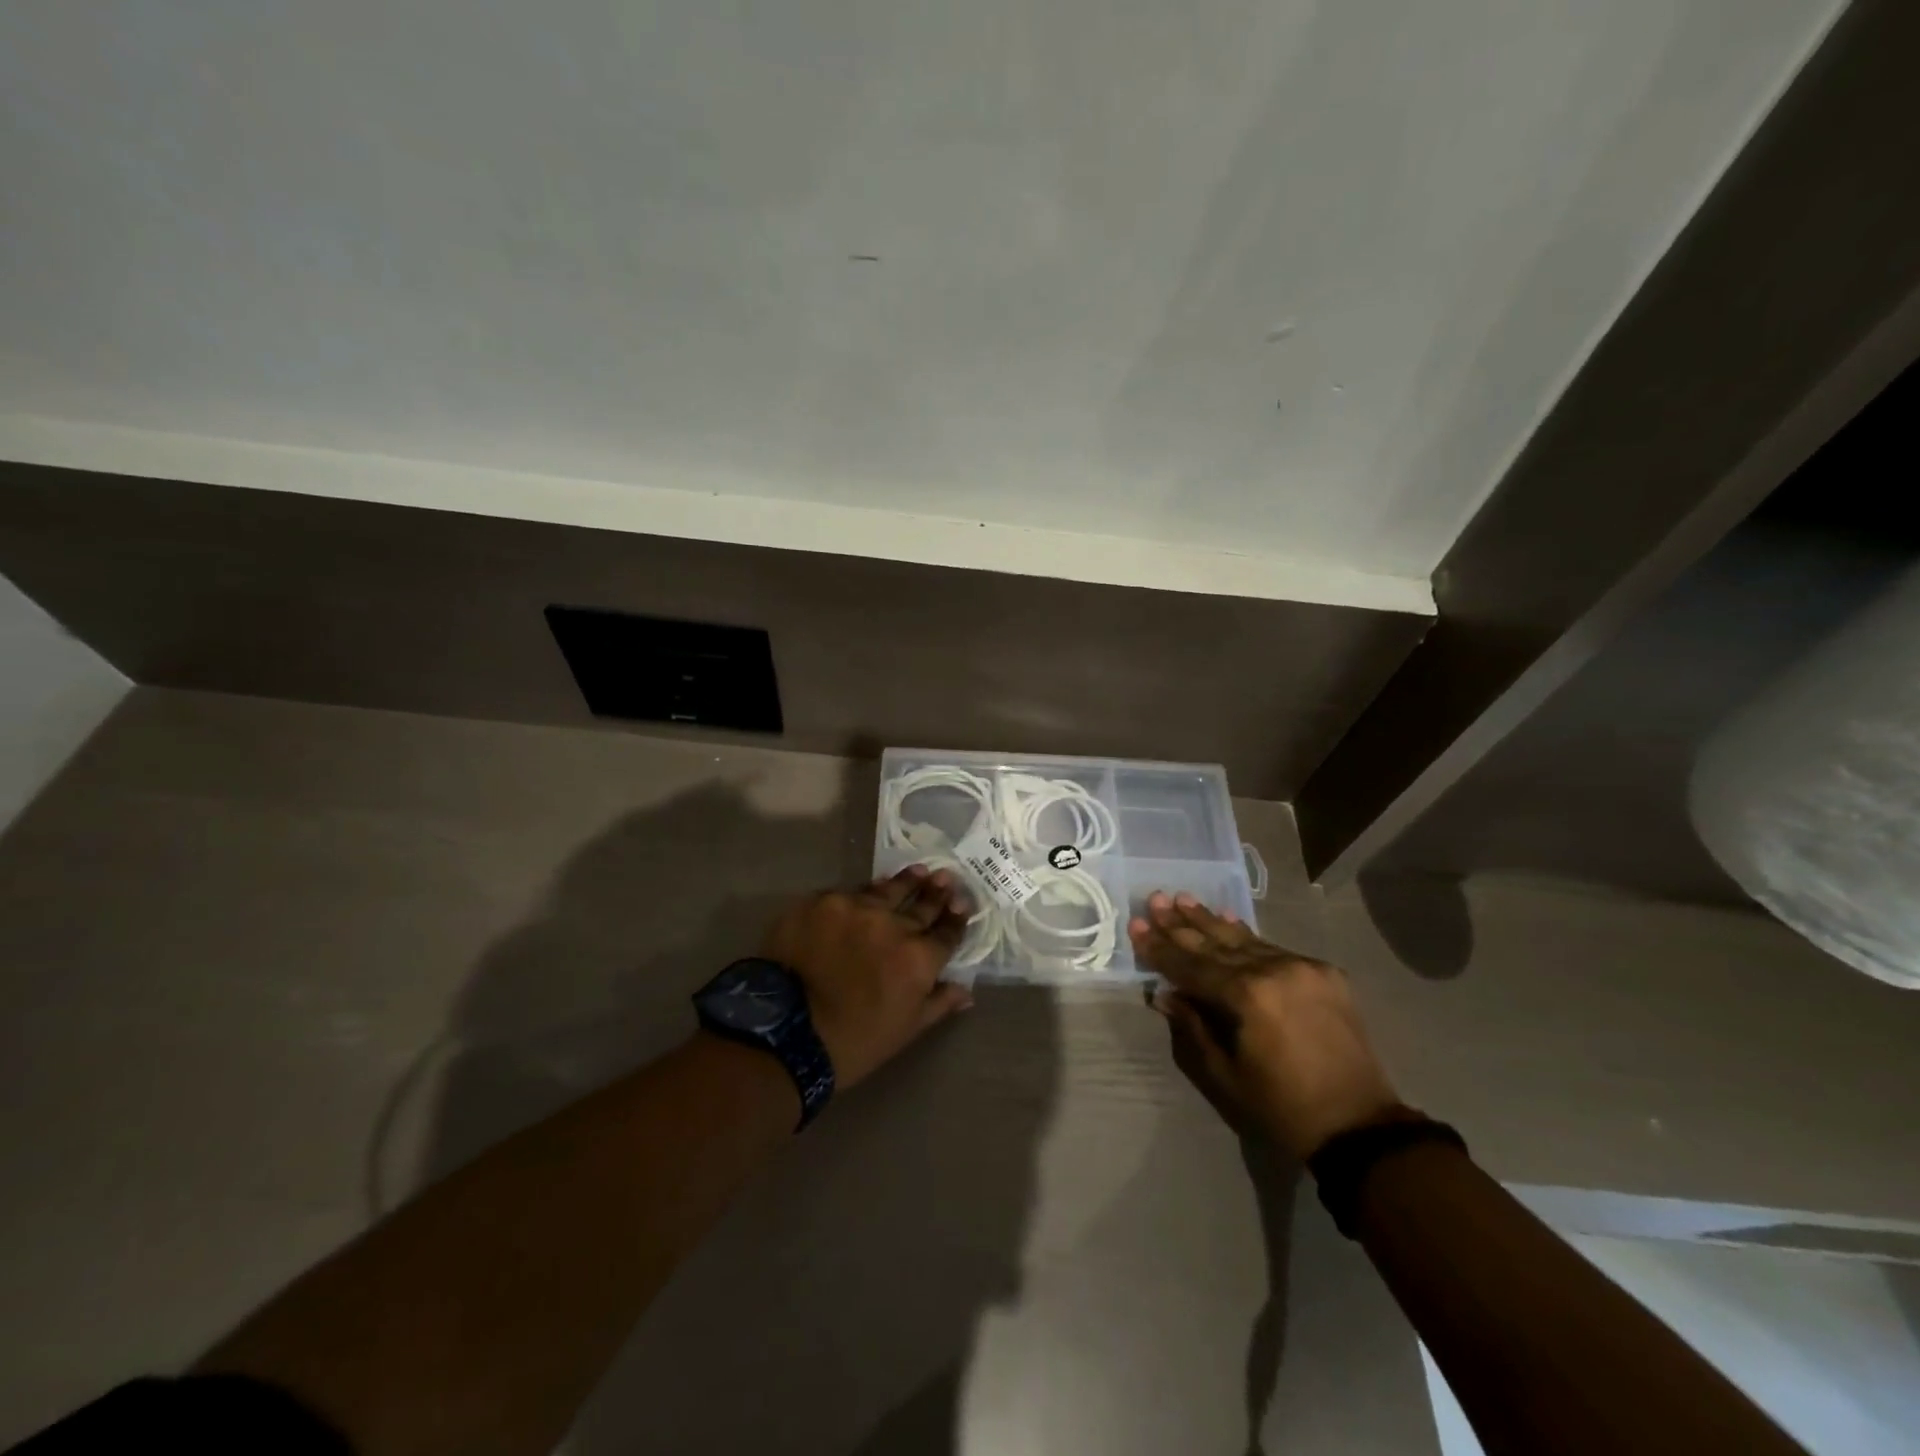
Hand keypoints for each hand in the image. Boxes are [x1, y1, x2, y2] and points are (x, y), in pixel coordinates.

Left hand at [762, 866, 975, 1089]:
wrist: (783, 1032)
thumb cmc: (853, 1042)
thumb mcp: (905, 1030)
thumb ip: (938, 1003)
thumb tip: (966, 991)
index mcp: (918, 958)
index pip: (947, 932)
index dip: (957, 918)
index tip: (962, 905)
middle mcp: (892, 925)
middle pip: (921, 904)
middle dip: (936, 892)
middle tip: (946, 877)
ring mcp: (854, 908)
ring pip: (886, 890)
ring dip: (905, 882)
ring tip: (917, 871)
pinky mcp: (821, 902)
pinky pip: (847, 894)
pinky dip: (859, 896)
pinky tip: (865, 893)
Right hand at [1131, 893, 1401, 1159]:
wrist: (1360, 1126)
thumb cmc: (1282, 1107)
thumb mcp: (1225, 1072)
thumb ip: (1193, 1025)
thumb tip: (1165, 993)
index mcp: (1247, 996)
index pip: (1192, 966)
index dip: (1160, 949)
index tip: (1136, 926)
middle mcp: (1274, 969)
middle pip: (1216, 944)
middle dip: (1181, 925)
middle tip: (1154, 900)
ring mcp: (1302, 966)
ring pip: (1245, 939)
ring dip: (1211, 921)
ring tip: (1182, 899)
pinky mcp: (1324, 973)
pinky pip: (1274, 948)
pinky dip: (1246, 935)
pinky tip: (1227, 918)